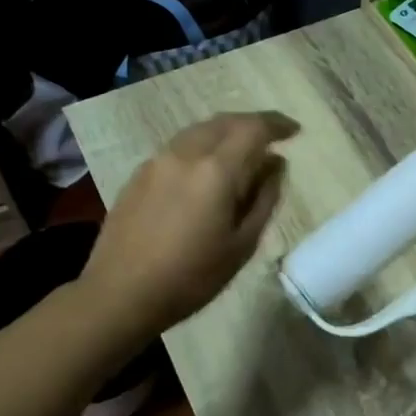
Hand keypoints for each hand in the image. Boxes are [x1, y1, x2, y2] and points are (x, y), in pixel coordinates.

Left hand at [84, 111, 297, 336]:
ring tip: (241, 153)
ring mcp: (157, 161)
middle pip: (225, 122)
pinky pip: (179, 147)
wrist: (120, 293)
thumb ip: (264, 198)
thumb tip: (276, 165)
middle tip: (272, 138)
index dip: (277, 125)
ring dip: (225, 133)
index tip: (295, 131)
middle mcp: (185, 154)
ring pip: (199, 131)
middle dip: (252, 124)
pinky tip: (206, 171)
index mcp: (216, 170)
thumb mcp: (242, 244)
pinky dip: (202, 147)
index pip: (254, 129)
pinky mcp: (139, 174)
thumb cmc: (191, 277)